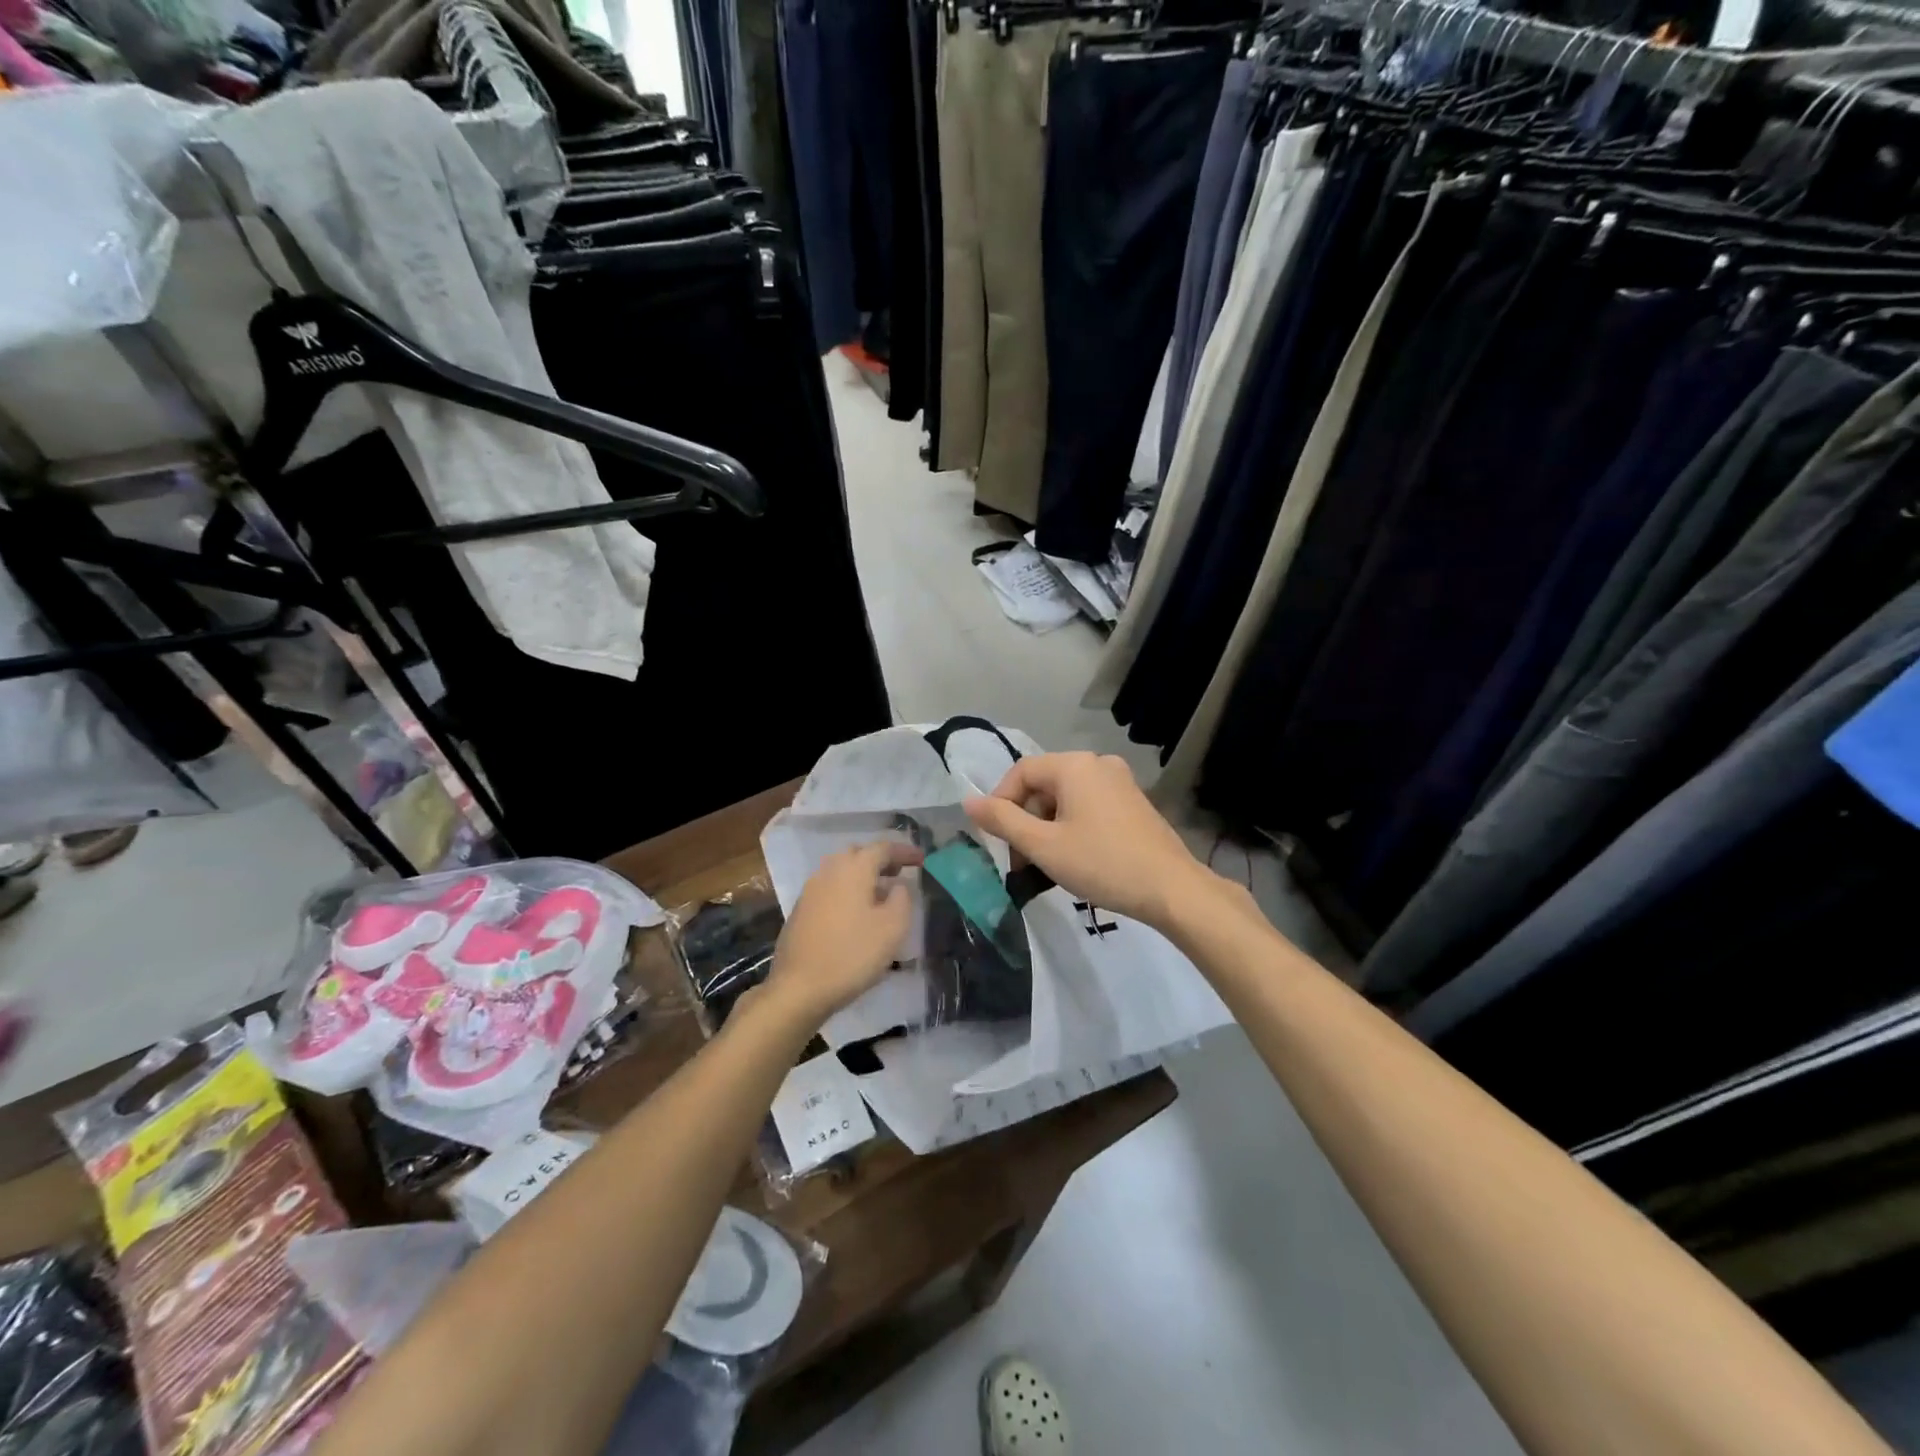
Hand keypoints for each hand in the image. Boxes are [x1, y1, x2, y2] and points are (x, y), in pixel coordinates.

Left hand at [766, 841, 922, 1026]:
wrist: (799, 987)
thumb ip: (902, 898)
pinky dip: (848, 891)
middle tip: (900, 873)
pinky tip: (856, 913)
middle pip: (858, 854)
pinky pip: (830, 889)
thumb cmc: (852, 954)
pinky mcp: (801, 910)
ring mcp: (811, 890)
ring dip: (863, 876)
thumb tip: (898, 885)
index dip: (904, 852)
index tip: (921, 859)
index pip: (883, 848)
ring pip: (842, 871)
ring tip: (880, 894)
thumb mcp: (893, 927)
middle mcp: (829, 871)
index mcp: (853, 869)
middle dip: (881, 860)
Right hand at [963, 752, 1211, 929]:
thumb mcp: (1043, 845)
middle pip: (1043, 785)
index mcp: (1075, 765)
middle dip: (1025, 821)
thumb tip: (968, 801)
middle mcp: (1098, 764)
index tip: (996, 840)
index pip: (1021, 772)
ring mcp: (1120, 782)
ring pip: (1065, 798)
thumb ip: (1002, 821)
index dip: (1000, 803)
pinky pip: (1088, 806)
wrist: (1172, 889)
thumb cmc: (1102, 864)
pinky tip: (1074, 859)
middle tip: (1020, 862)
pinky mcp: (1133, 802)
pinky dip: (1071, 827)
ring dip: (1046, 828)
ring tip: (1045, 867)